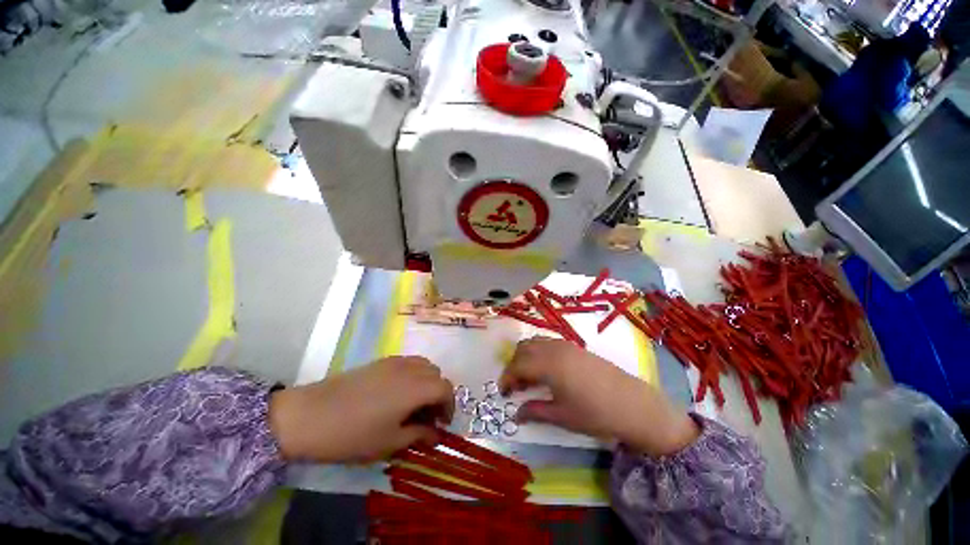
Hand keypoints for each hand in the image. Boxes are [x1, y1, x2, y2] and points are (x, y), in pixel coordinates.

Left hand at [269, 357, 453, 462]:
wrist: (310, 415)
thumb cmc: (354, 434)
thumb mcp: (390, 442)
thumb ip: (419, 435)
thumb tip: (436, 435)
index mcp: (416, 388)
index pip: (446, 389)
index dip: (449, 406)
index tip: (442, 424)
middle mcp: (410, 369)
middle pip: (437, 374)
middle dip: (438, 394)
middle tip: (428, 416)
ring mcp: (395, 362)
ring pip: (423, 365)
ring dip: (427, 382)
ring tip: (415, 403)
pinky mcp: (381, 361)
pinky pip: (408, 362)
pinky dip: (413, 374)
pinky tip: (397, 393)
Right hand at [499, 338, 697, 456]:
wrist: (633, 404)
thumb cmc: (594, 413)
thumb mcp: (561, 415)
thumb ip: (535, 411)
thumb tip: (516, 413)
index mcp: (547, 364)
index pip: (517, 365)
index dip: (506, 378)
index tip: (504, 392)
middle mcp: (553, 348)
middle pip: (523, 349)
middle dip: (514, 365)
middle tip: (516, 386)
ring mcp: (565, 345)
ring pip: (535, 343)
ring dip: (526, 357)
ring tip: (530, 378)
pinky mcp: (575, 346)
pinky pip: (548, 343)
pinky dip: (539, 352)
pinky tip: (547, 370)